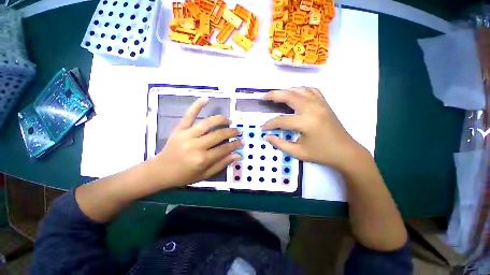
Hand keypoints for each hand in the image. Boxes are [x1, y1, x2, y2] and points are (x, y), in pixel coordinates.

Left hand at [149, 98, 241, 186]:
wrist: (160, 171)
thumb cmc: (184, 175)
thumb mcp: (205, 175)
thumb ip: (222, 164)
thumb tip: (237, 155)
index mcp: (202, 159)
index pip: (224, 149)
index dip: (235, 144)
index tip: (241, 141)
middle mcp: (196, 146)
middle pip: (219, 135)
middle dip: (231, 132)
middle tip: (237, 131)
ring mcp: (187, 135)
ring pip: (208, 123)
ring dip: (221, 120)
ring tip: (228, 120)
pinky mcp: (179, 129)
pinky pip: (189, 115)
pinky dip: (197, 106)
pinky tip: (206, 99)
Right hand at [262, 87, 363, 170]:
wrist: (345, 152)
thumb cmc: (321, 154)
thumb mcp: (297, 152)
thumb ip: (279, 143)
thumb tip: (266, 136)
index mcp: (306, 122)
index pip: (281, 120)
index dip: (269, 124)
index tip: (263, 128)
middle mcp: (313, 108)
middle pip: (289, 96)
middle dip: (273, 95)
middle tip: (263, 98)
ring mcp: (320, 104)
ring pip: (299, 90)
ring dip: (286, 91)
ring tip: (276, 95)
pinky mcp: (325, 103)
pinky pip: (311, 90)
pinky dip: (300, 90)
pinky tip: (294, 94)